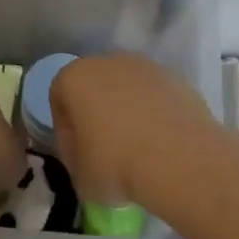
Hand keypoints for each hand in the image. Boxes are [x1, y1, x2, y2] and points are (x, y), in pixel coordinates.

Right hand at [50, 54, 217, 206]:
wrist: (179, 158)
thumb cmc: (116, 164)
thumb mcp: (81, 177)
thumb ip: (77, 160)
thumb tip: (90, 159)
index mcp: (75, 78)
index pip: (59, 100)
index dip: (66, 132)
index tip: (78, 158)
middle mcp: (108, 61)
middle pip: (95, 88)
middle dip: (98, 115)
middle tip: (106, 153)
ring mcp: (146, 66)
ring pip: (128, 90)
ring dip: (129, 113)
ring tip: (138, 150)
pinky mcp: (176, 78)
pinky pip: (156, 97)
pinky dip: (156, 115)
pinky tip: (162, 144)